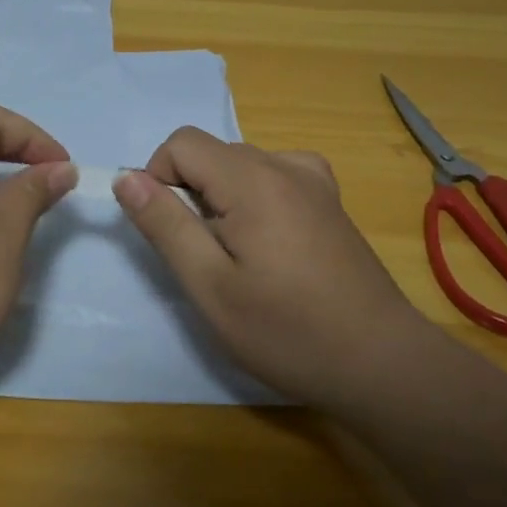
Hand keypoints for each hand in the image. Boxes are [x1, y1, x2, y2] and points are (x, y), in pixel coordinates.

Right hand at [113, 128, 427, 406]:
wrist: (381, 363)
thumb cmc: (287, 331)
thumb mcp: (209, 286)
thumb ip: (165, 225)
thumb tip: (125, 177)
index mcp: (253, 180)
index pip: (182, 143)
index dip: (159, 179)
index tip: (172, 233)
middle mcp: (286, 165)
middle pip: (211, 153)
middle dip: (190, 193)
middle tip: (206, 257)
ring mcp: (315, 180)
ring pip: (239, 165)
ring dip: (221, 198)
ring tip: (239, 257)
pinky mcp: (329, 200)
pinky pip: (272, 175)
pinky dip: (253, 197)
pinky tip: (269, 242)